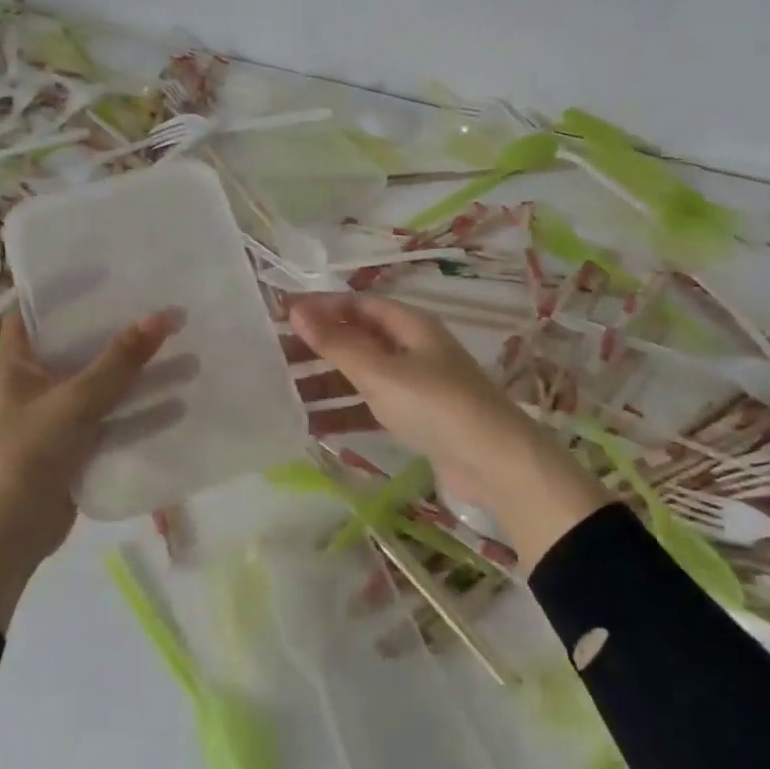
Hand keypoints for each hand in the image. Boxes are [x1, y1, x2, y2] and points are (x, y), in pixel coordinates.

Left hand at [0, 309, 180, 626]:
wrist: (2, 539)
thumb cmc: (23, 455)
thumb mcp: (72, 403)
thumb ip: (118, 363)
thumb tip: (163, 315)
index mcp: (18, 358)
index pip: (40, 304)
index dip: (72, 282)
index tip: (114, 264)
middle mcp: (38, 378)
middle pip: (84, 341)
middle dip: (123, 326)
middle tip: (167, 301)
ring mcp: (59, 412)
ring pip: (106, 381)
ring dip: (142, 369)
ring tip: (189, 348)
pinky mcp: (77, 444)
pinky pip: (114, 417)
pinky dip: (142, 410)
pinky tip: (180, 401)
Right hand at [287, 294, 607, 561]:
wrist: (496, 464)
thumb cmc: (436, 405)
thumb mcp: (381, 371)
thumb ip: (337, 343)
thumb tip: (297, 309)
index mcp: (409, 325)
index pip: (356, 304)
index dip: (319, 306)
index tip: (280, 315)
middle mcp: (412, 348)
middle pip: (356, 339)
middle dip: (317, 347)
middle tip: (273, 357)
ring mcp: (415, 385)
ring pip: (361, 375)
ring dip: (326, 383)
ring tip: (282, 393)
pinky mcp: (416, 419)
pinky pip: (371, 406)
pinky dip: (345, 412)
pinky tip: (312, 425)